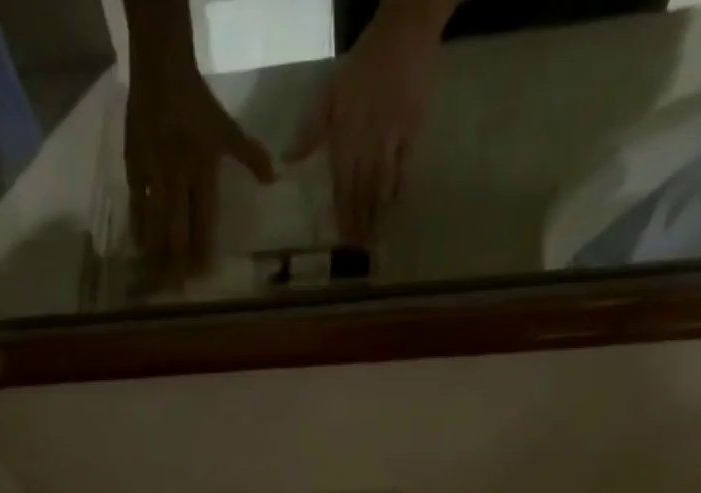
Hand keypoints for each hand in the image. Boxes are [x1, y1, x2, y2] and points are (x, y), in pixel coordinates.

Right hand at [125, 48, 275, 286]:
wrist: (161, 72)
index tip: (202, 275)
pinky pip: (136, 205)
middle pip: (177, 229)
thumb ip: (250, 156)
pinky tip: (137, 248)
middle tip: (178, 288)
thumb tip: (274, 178)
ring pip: (155, 223)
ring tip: (156, 278)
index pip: (204, 221)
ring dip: (156, 252)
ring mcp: (154, 176)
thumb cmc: (197, 103)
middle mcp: (178, 179)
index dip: (203, 249)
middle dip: (177, 260)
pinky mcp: (135, 168)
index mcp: (202, 171)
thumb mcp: (227, 129)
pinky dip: (137, 227)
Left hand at [286, 0, 446, 243]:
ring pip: (382, 188)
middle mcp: (367, 148)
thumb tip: (288, 160)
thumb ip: (310, 131)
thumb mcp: (329, 94)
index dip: (343, 216)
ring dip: (379, 215)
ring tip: (377, 239)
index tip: (343, 240)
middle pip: (362, 195)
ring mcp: (391, 143)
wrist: (404, 33)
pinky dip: (400, 190)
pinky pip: (405, 170)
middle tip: (360, 251)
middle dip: (361, 224)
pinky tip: (397, 207)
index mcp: (345, 141)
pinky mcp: (412, 134)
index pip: (342, 189)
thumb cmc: (362, 64)